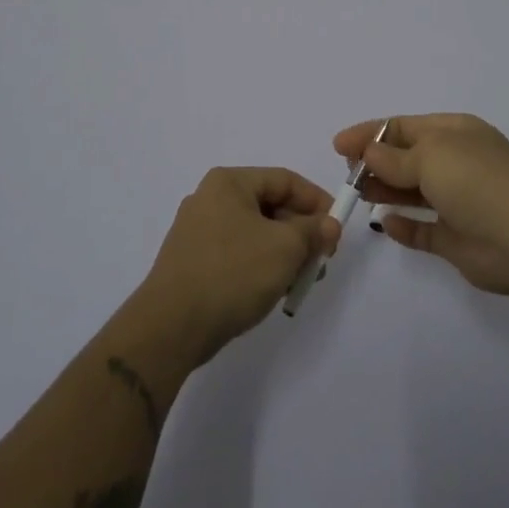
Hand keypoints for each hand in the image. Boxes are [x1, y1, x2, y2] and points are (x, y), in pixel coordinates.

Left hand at [138, 167, 340, 364]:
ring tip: (300, 280)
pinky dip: (260, 266)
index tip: (337, 228)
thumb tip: (328, 226)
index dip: (316, 201)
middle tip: (322, 259)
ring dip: (283, 252)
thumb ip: (313, 231)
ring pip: (255, 233)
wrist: (171, 327)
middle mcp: (210, 198)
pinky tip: (273, 291)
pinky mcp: (191, 262)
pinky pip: (237, 253)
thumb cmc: (233, 273)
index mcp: (229, 182)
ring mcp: (197, 231)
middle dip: (301, 232)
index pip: (285, 180)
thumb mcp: (285, 248)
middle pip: (270, 206)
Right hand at [333, 113, 508, 297]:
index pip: (405, 126)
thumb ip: (394, 158)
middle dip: (376, 163)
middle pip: (408, 158)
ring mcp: (460, 201)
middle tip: (347, 174)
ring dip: (385, 191)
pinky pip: (424, 230)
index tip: (339, 146)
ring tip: (357, 195)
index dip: (371, 133)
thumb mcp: (429, 156)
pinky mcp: (458, 239)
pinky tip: (385, 224)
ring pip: (414, 193)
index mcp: (456, 132)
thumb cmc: (474, 181)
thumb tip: (370, 152)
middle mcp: (458, 163)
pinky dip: (404, 227)